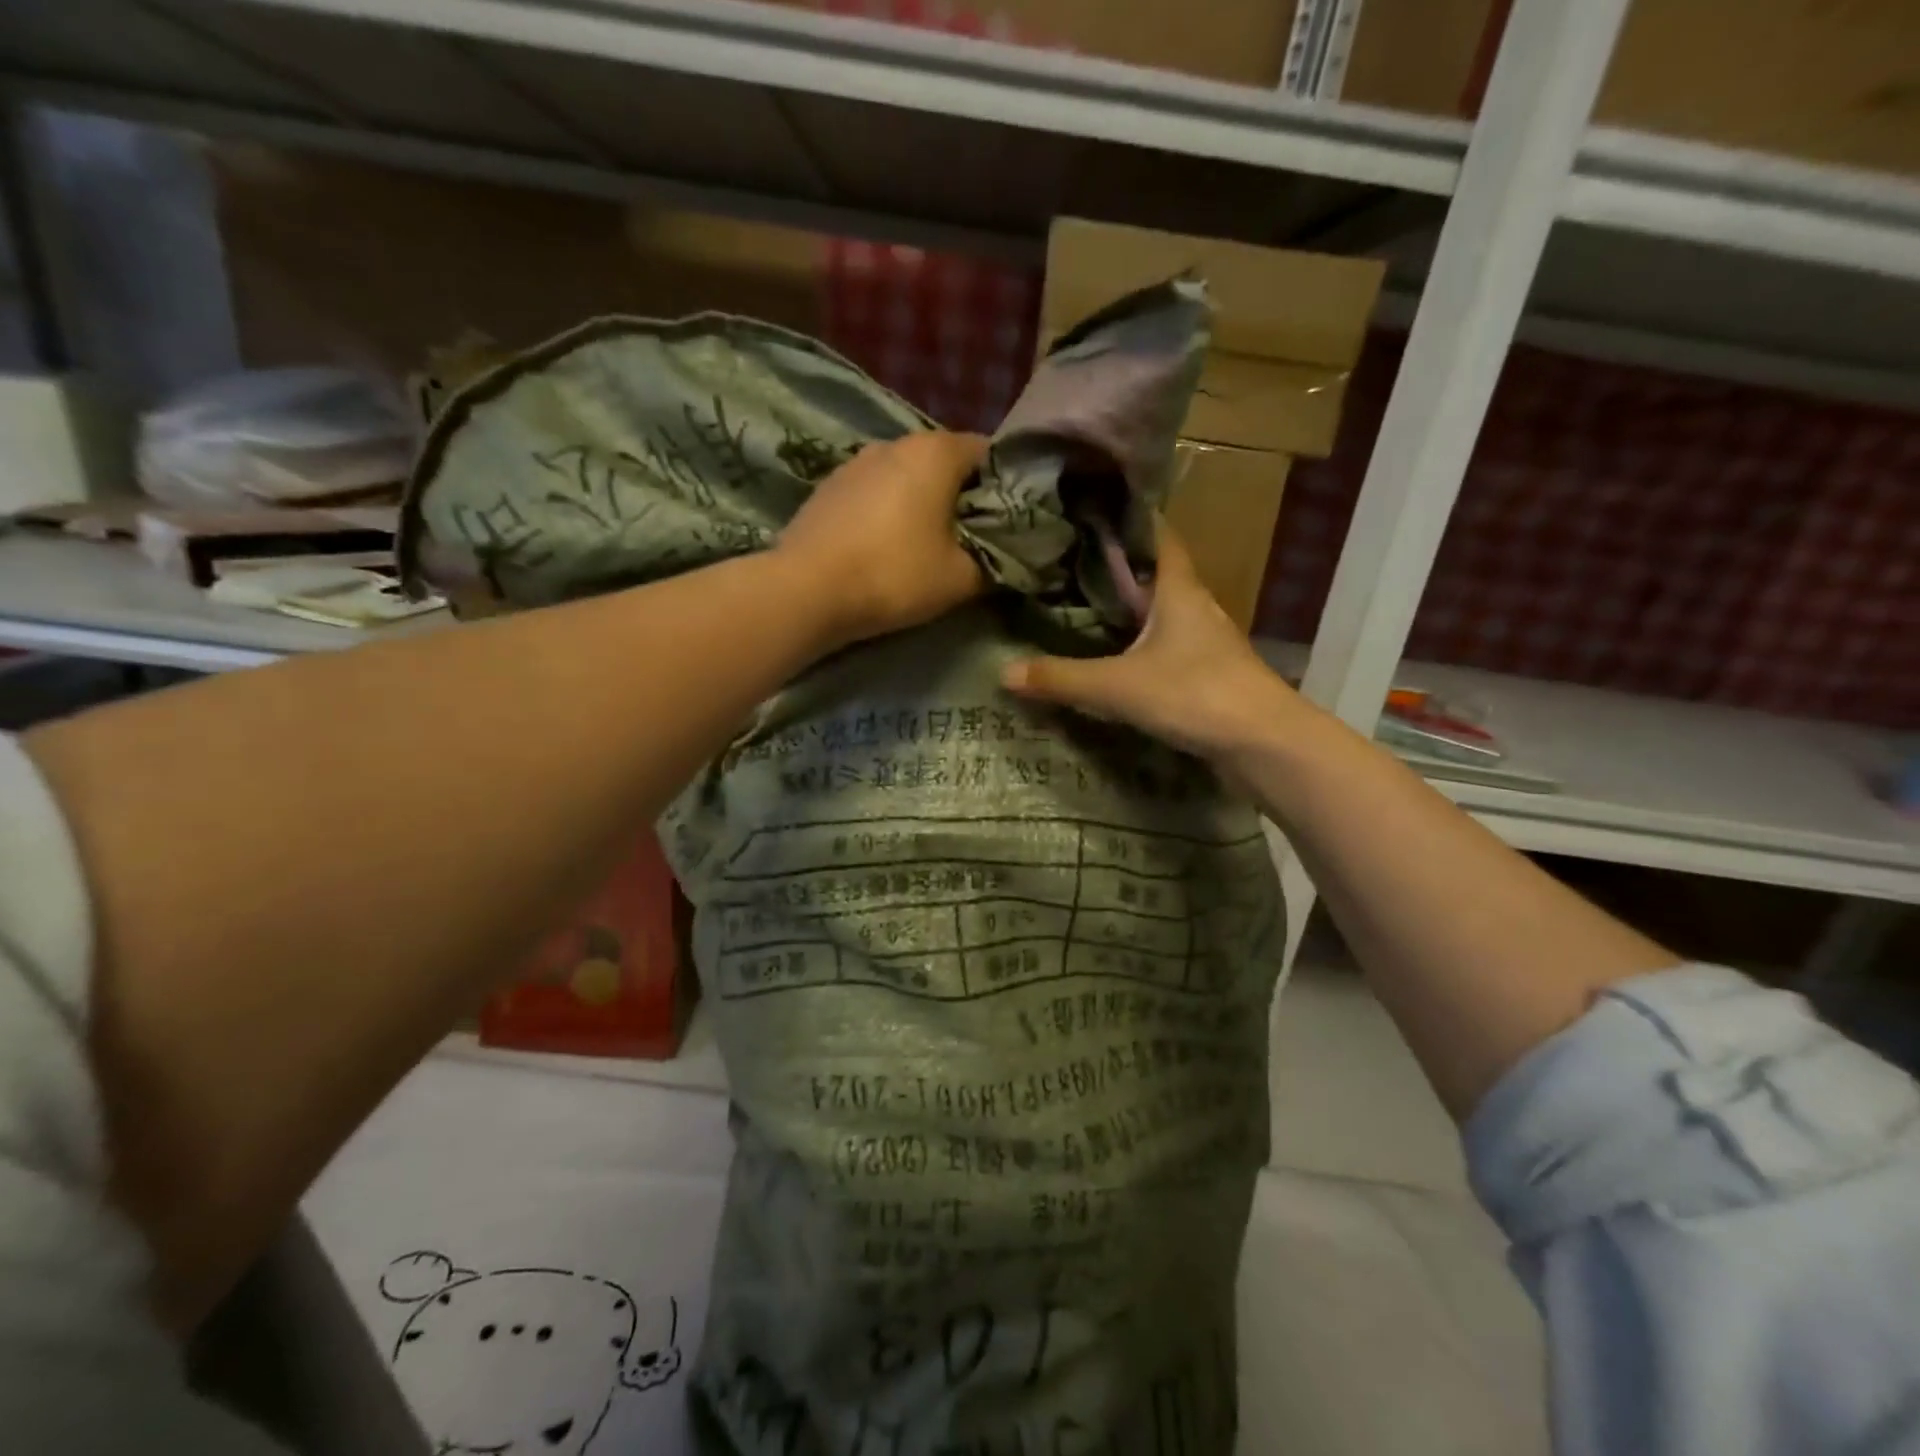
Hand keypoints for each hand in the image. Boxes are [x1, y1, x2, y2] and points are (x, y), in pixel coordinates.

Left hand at [778, 431, 987, 647]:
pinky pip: (873, 493)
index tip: (1004, 522)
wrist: (806, 590)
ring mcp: (855, 462)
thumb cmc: (895, 575)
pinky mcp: (827, 487)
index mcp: (935, 451)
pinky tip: (883, 547)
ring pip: (905, 477)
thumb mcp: (961, 579)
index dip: (1002, 486)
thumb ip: (994, 562)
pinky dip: (887, 512)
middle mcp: (894, 442)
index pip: (987, 452)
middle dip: (960, 496)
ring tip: (924, 545)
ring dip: (921, 503)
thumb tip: (1005, 557)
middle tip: (969, 540)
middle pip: (944, 462)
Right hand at [1001, 525, 1303, 760]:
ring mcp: (1207, 642)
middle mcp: (1196, 606)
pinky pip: (1169, 646)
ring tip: (1087, 605)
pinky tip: (1119, 658)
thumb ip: (1061, 678)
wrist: (1264, 743)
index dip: (1131, 517)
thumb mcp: (1118, 686)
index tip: (1095, 507)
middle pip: (1158, 573)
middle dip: (1120, 565)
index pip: (1157, 535)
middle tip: (1073, 559)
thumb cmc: (1195, 694)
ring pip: (1164, 612)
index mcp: (1179, 589)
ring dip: (1133, 608)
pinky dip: (1143, 644)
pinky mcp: (1210, 674)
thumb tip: (1004, 671)